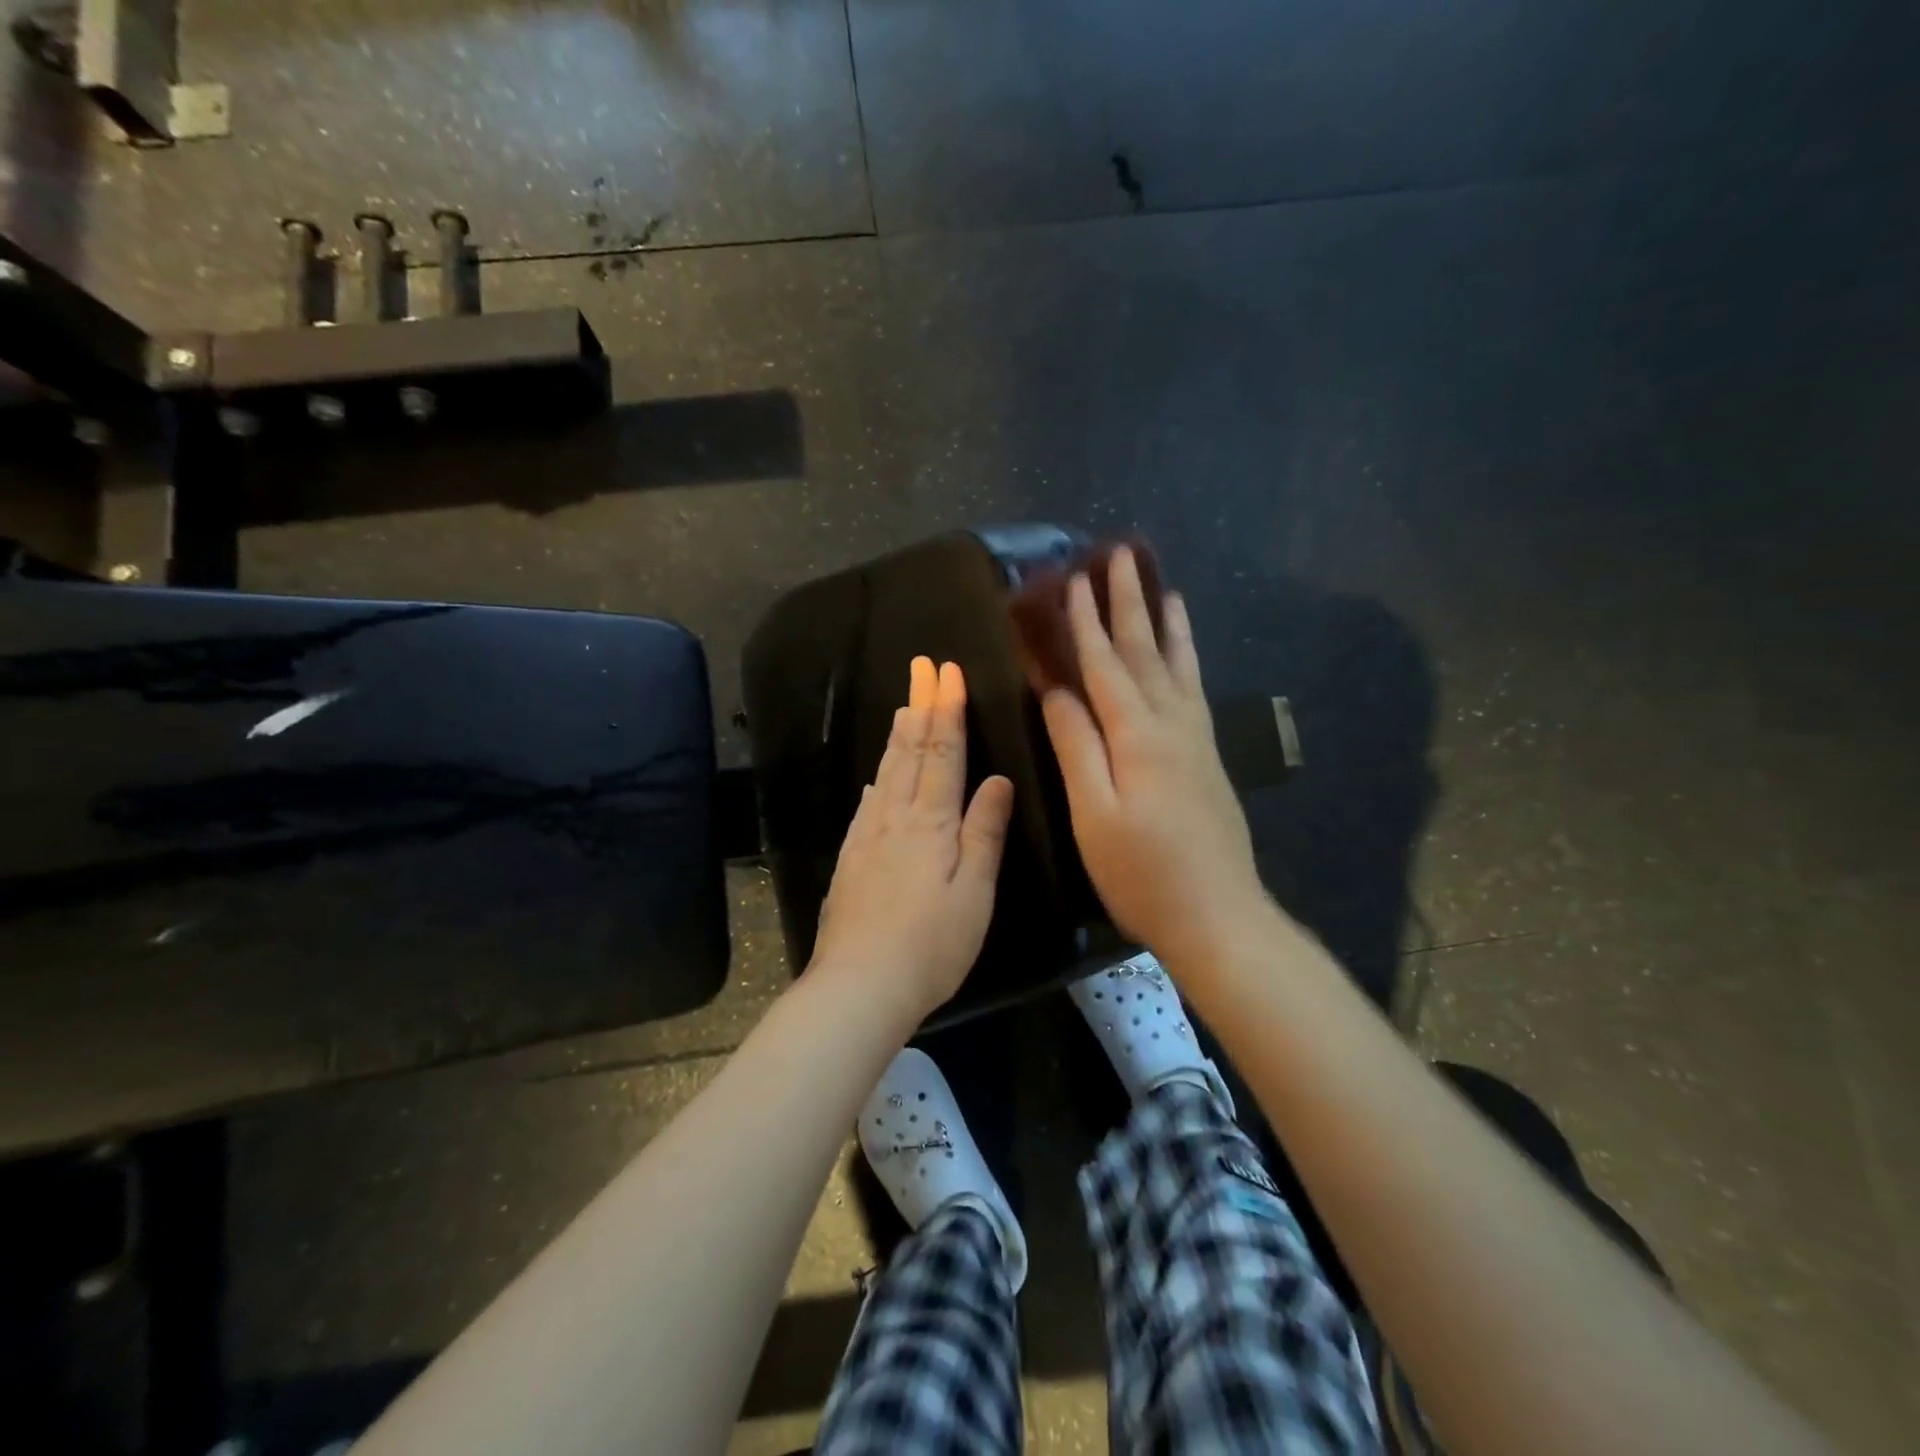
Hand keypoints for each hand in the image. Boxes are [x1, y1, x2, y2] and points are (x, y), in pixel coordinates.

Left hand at [811, 656, 1014, 1020]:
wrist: (859, 985)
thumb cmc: (931, 944)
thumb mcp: (974, 892)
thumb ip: (984, 832)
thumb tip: (997, 780)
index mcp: (931, 822)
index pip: (942, 752)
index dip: (947, 709)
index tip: (947, 671)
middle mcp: (895, 817)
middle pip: (909, 750)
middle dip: (919, 704)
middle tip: (921, 666)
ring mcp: (868, 836)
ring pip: (886, 771)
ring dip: (897, 734)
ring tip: (904, 705)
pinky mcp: (851, 858)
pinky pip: (867, 803)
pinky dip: (877, 777)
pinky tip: (876, 776)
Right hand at [1040, 547, 1266, 968]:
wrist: (1219, 916)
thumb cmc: (1143, 873)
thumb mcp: (1095, 814)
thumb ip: (1077, 746)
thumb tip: (1056, 689)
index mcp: (1138, 736)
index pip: (1105, 665)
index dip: (1086, 622)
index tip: (1074, 579)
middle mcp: (1172, 725)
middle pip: (1146, 652)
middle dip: (1129, 603)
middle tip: (1122, 555)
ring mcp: (1195, 740)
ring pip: (1177, 665)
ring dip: (1165, 622)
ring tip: (1162, 584)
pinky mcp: (1207, 757)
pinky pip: (1193, 690)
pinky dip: (1187, 659)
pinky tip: (1184, 650)